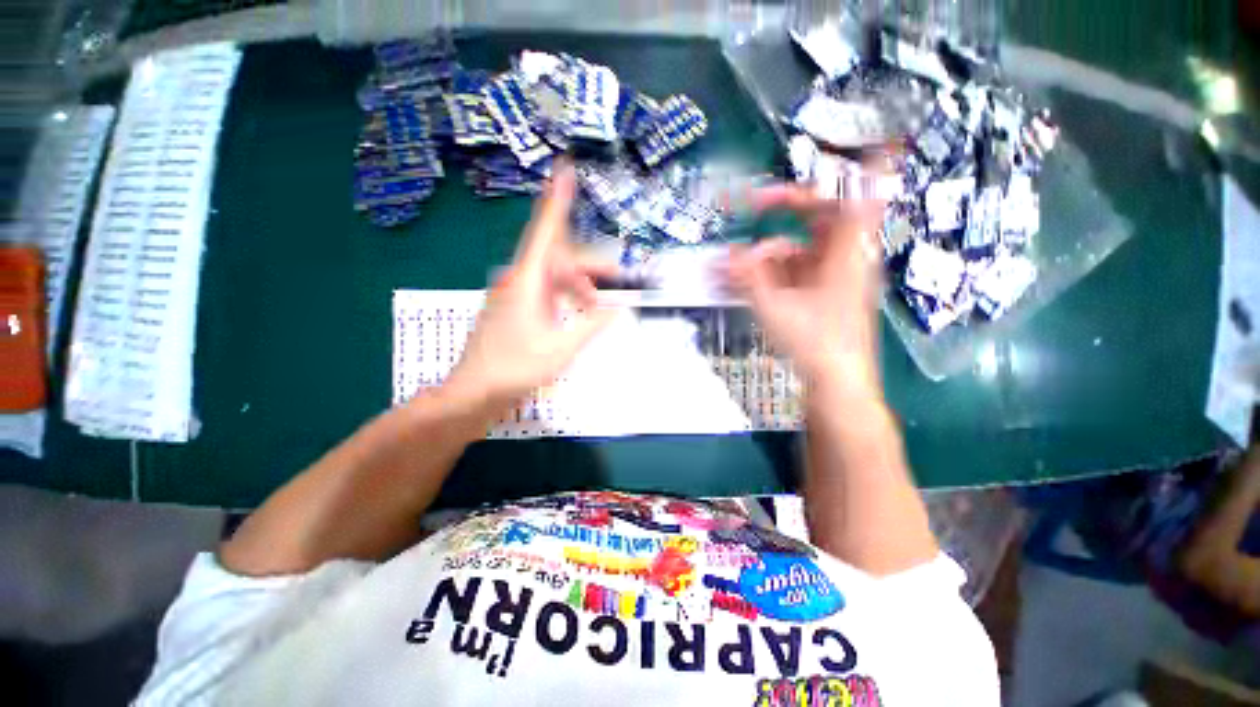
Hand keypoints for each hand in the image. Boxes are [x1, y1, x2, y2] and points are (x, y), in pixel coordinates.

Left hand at [444, 162, 621, 408]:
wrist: (474, 391)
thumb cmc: (515, 369)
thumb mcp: (561, 348)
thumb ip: (592, 324)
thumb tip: (618, 307)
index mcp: (528, 281)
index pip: (545, 232)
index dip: (557, 200)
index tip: (565, 169)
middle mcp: (519, 279)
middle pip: (558, 256)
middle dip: (589, 265)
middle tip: (616, 280)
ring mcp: (516, 292)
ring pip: (554, 274)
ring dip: (579, 285)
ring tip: (596, 308)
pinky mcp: (516, 305)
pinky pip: (547, 289)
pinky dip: (566, 295)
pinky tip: (578, 311)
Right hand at [725, 183, 886, 397]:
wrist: (837, 381)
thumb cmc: (815, 342)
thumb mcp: (775, 306)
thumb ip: (748, 278)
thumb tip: (725, 255)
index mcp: (848, 252)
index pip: (861, 196)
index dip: (864, 165)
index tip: (862, 140)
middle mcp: (846, 258)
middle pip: (820, 217)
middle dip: (784, 209)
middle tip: (753, 204)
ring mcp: (835, 276)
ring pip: (803, 246)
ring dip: (770, 250)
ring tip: (736, 264)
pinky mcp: (824, 292)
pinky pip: (798, 269)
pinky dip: (774, 270)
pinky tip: (749, 280)